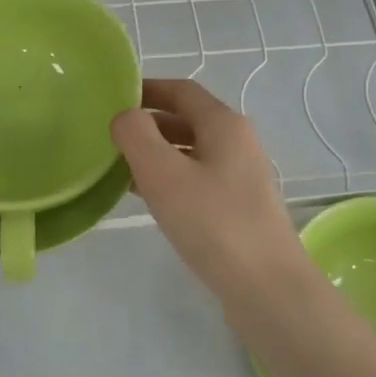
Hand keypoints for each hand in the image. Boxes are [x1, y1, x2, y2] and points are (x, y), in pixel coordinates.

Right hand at [111, 79, 317, 310]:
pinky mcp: (239, 207)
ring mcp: (242, 177)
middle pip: (188, 119)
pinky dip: (171, 179)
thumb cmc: (213, 222)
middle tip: (110, 136)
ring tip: (120, 167)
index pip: (181, 90)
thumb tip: (125, 117)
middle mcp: (238, 143)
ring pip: (192, 151)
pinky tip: (148, 198)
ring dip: (157, 153)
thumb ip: (136, 135)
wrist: (266, 287)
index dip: (147, 89)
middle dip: (148, 123)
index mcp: (224, 124)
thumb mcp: (163, 173)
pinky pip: (198, 179)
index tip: (112, 97)